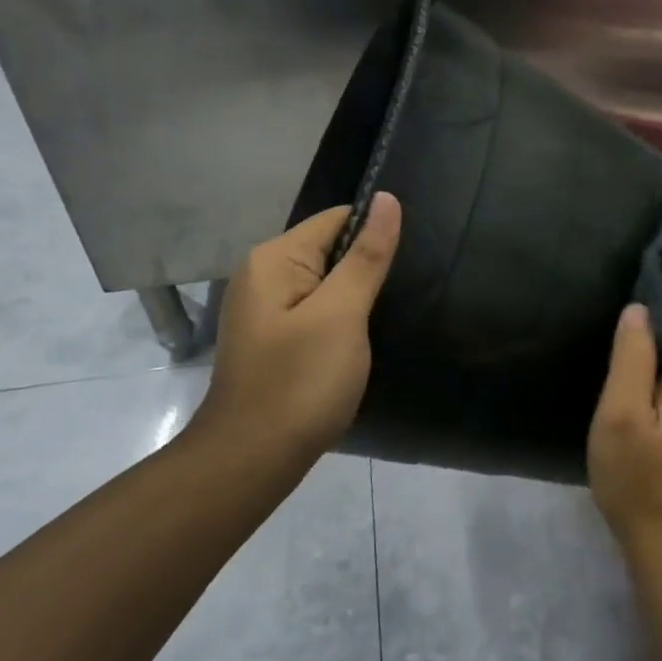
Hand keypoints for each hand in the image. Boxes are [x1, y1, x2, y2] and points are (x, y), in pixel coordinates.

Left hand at [202, 193, 402, 455]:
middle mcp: (262, 275)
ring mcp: (264, 310)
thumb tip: (387, 199)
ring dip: (355, 296)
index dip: (375, 233)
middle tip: (406, 292)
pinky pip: (314, 311)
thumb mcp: (342, 314)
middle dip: (366, 267)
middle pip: (329, 249)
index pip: (336, 219)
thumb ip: (366, 256)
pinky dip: (340, 320)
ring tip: (389, 315)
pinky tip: (359, 341)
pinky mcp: (272, 339)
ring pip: (325, 284)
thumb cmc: (300, 382)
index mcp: (273, 259)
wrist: (251, 461)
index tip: (410, 259)